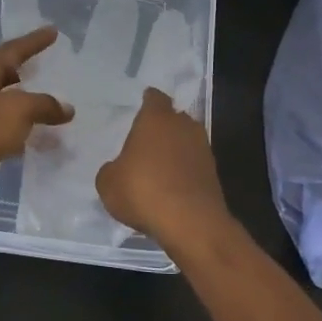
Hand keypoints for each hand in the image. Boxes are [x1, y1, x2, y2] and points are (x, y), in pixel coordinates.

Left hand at [0, 27, 73, 198]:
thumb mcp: (17, 110)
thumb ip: (44, 104)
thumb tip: (66, 109)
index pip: (11, 51)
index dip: (33, 41)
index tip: (53, 31)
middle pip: (4, 75)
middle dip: (27, 70)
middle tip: (51, 65)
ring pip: (6, 105)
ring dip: (28, 104)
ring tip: (53, 104)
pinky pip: (5, 131)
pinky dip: (24, 131)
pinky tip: (41, 139)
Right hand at [95, 88, 231, 249]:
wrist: (190, 222)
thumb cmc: (142, 191)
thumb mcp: (108, 182)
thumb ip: (111, 169)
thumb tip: (118, 169)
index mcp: (156, 118)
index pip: (154, 98)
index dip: (148, 101)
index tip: (142, 105)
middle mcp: (183, 126)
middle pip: (173, 118)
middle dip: (162, 127)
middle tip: (146, 140)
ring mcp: (203, 149)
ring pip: (186, 141)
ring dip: (175, 150)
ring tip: (158, 166)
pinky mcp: (213, 173)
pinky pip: (194, 164)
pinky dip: (184, 171)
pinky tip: (171, 187)